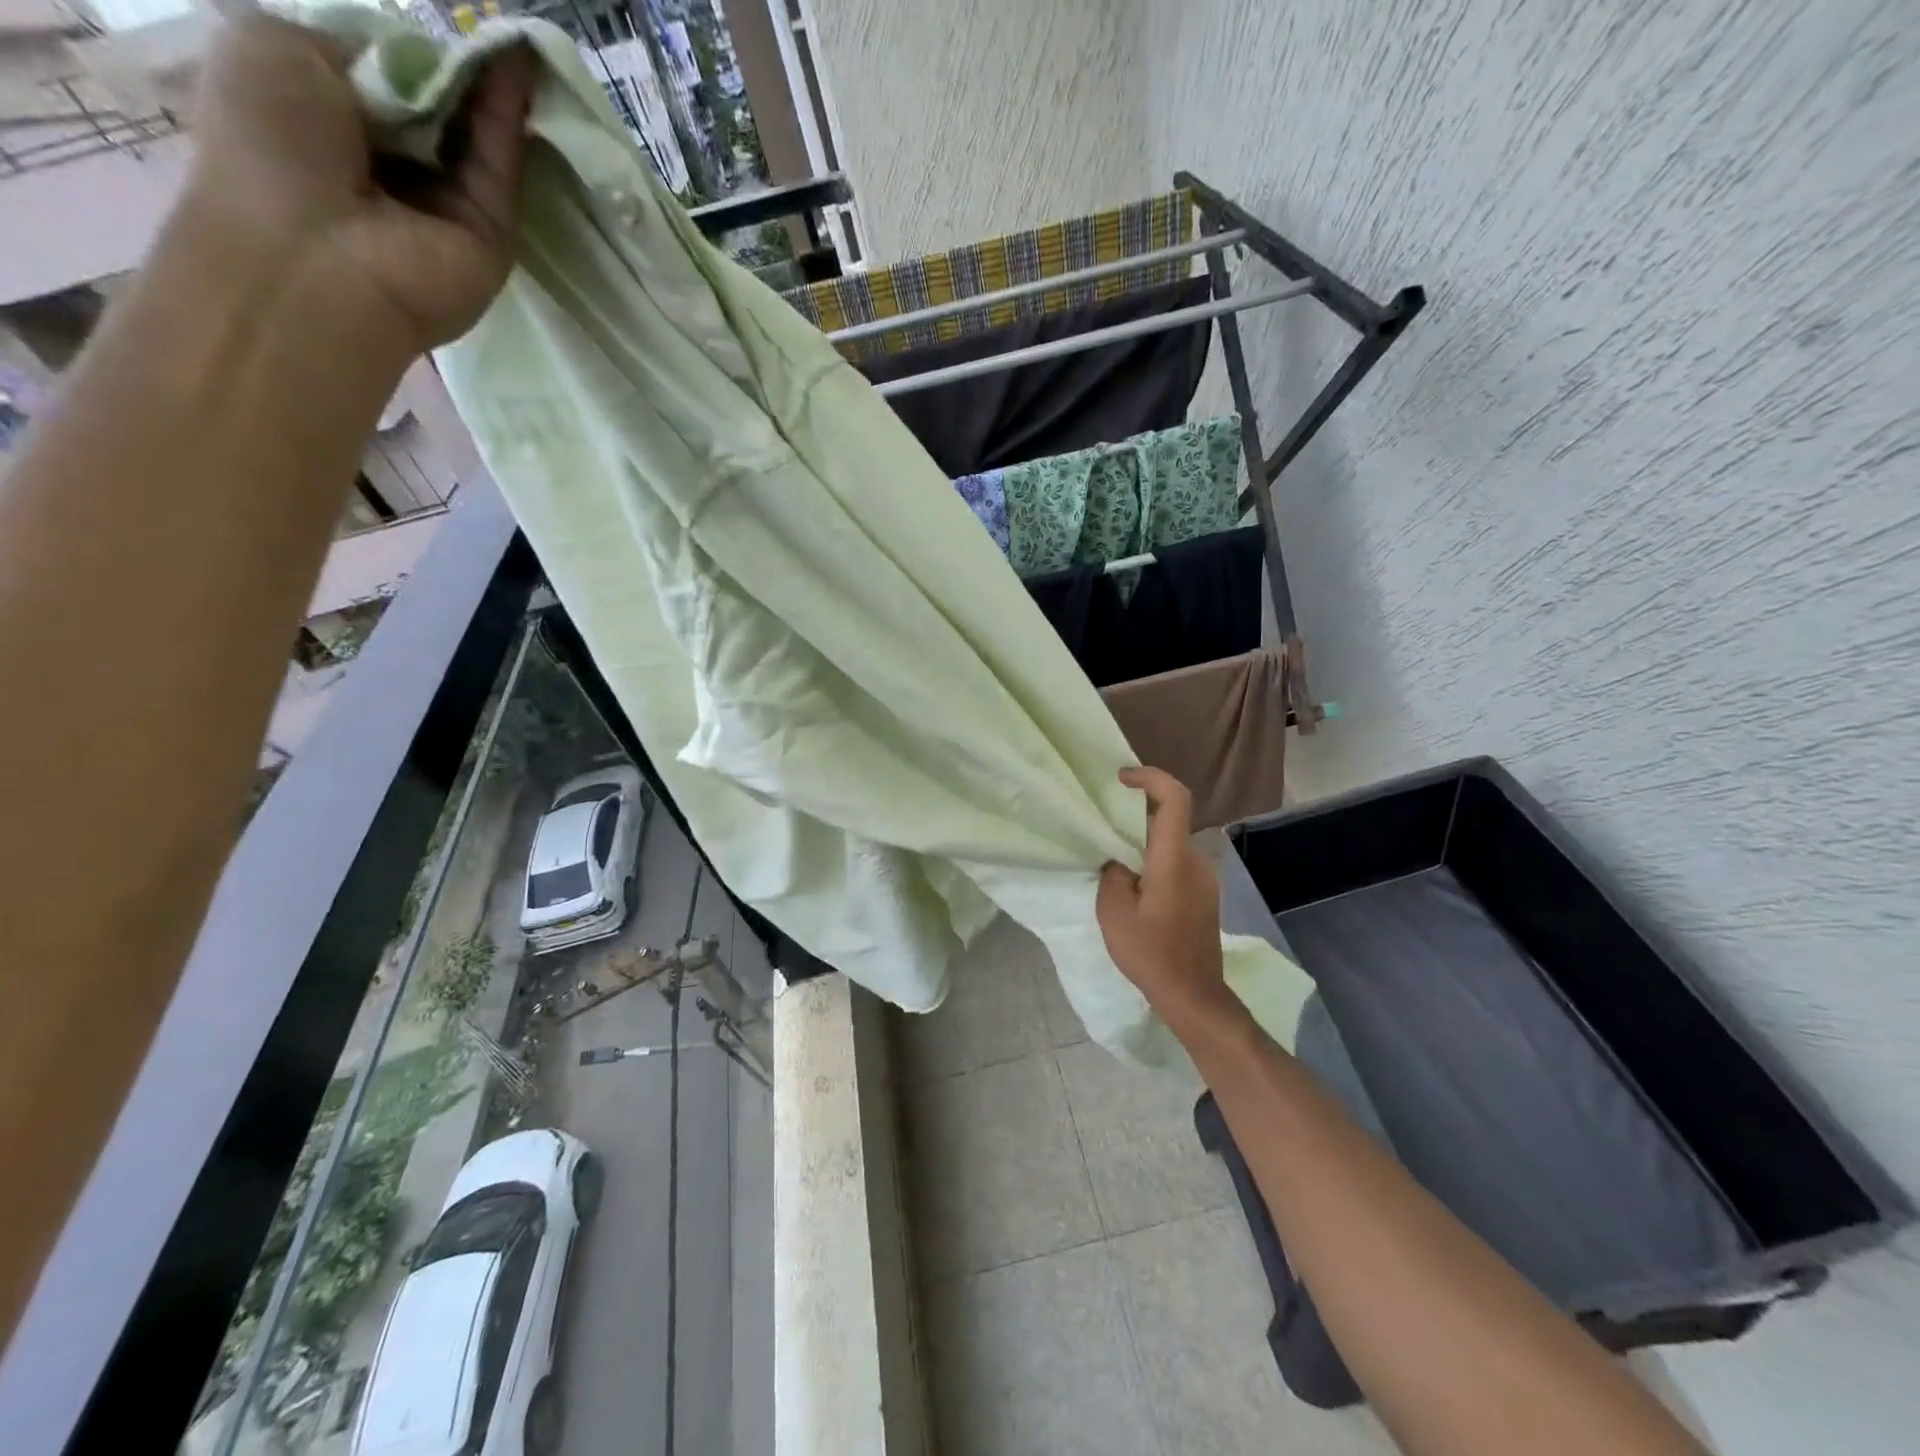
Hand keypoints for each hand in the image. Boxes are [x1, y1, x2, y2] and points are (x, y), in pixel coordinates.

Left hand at [186, 10, 536, 359]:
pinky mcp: (491, 234)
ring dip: (491, 87)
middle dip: (454, 69)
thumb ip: (355, 46)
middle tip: (487, 27)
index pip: (380, 78)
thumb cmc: (270, 143)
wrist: (318, 259)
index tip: (430, 28)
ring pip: (475, 137)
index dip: (404, 51)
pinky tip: (519, 65)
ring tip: (516, 40)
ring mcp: (445, 207)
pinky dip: (508, 115)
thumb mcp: (276, 45)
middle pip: (435, 109)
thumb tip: (423, 66)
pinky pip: (501, 166)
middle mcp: (389, 168)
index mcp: (326, 123)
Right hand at [1096, 767, 1229, 1026]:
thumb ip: (1113, 874)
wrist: (1193, 995)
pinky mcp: (1205, 896)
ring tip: (1114, 858)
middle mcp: (1196, 861)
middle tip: (1105, 820)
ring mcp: (1205, 879)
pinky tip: (1134, 885)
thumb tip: (1119, 860)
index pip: (1174, 798)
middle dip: (1138, 811)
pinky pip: (1178, 862)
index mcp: (1173, 859)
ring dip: (1145, 840)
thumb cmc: (1151, 953)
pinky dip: (1155, 860)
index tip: (1121, 778)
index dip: (1150, 777)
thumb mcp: (1114, 912)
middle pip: (1170, 818)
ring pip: (1173, 842)